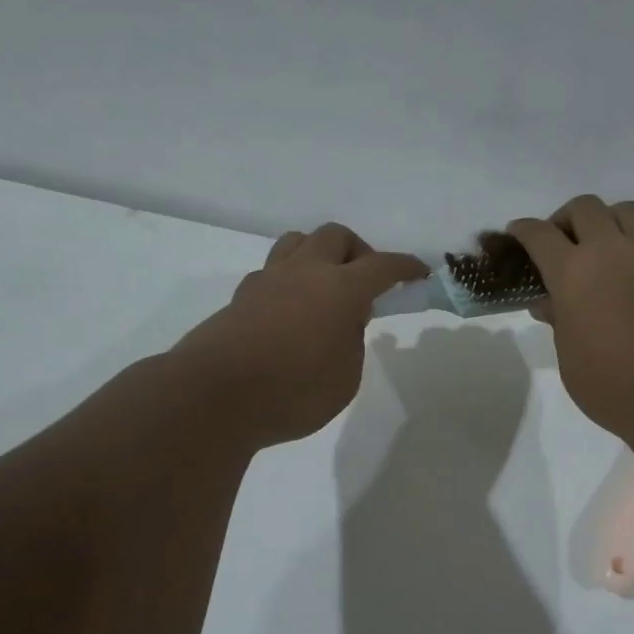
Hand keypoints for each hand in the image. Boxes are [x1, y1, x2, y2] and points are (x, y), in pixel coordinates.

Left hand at [170, 224, 426, 446]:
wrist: (215, 397)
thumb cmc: (294, 392)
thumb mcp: (346, 376)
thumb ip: (353, 341)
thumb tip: (343, 321)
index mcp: (340, 289)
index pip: (382, 266)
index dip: (405, 267)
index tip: (419, 274)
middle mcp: (304, 272)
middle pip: (336, 236)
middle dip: (359, 251)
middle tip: (365, 283)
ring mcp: (268, 280)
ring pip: (297, 241)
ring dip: (319, 254)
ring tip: (325, 288)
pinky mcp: (241, 297)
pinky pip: (272, 270)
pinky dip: (290, 279)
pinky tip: (292, 310)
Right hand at [508, 197, 633, 445]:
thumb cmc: (614, 387)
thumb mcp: (570, 360)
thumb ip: (559, 321)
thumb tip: (550, 302)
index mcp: (573, 273)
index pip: (539, 235)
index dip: (524, 230)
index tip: (518, 233)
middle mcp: (612, 250)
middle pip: (584, 208)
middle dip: (566, 219)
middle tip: (564, 242)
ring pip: (627, 211)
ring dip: (610, 222)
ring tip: (609, 247)